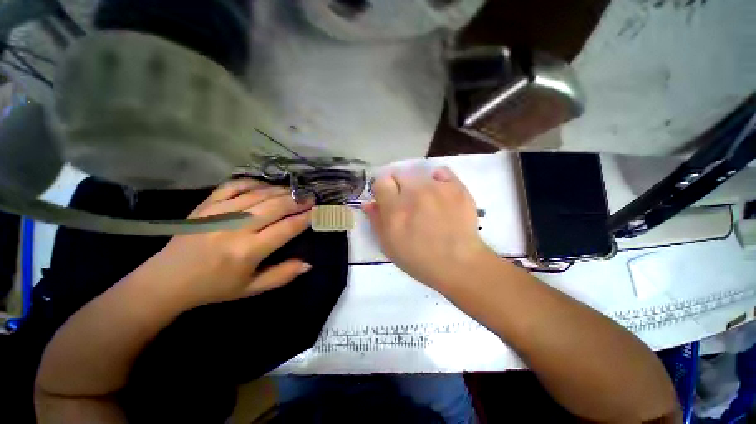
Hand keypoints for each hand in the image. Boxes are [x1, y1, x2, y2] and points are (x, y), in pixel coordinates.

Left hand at [142, 179, 313, 307]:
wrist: (168, 280)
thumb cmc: (214, 287)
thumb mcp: (251, 289)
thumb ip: (282, 275)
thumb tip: (308, 263)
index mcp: (248, 251)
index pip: (286, 228)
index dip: (305, 218)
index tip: (317, 212)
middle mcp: (236, 228)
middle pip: (275, 206)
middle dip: (297, 200)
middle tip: (311, 197)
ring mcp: (220, 212)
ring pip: (259, 194)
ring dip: (281, 191)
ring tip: (295, 191)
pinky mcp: (207, 204)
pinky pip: (234, 185)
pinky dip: (253, 182)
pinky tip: (265, 185)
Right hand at [363, 166, 493, 290]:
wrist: (459, 264)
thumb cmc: (419, 260)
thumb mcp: (389, 246)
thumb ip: (377, 222)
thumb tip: (369, 203)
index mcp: (395, 210)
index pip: (381, 182)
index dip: (383, 191)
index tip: (388, 200)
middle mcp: (414, 193)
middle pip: (399, 173)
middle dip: (398, 186)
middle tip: (406, 202)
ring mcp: (437, 188)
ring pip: (419, 173)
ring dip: (417, 185)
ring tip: (425, 201)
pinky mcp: (456, 188)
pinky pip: (441, 172)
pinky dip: (437, 179)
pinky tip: (439, 193)